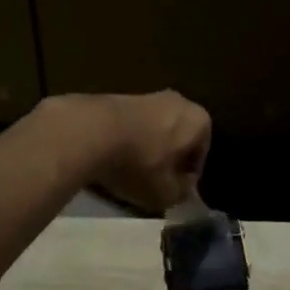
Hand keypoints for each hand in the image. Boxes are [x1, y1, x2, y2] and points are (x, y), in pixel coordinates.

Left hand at [54, 91, 210, 213]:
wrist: (89, 132)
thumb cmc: (139, 164)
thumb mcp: (166, 193)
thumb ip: (181, 192)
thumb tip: (181, 187)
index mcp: (199, 120)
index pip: (200, 156)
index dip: (186, 179)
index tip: (171, 192)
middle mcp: (179, 101)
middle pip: (178, 139)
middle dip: (168, 160)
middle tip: (153, 182)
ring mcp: (148, 95)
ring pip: (155, 130)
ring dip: (146, 149)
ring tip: (129, 172)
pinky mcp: (120, 96)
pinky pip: (132, 125)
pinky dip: (127, 140)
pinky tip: (112, 158)